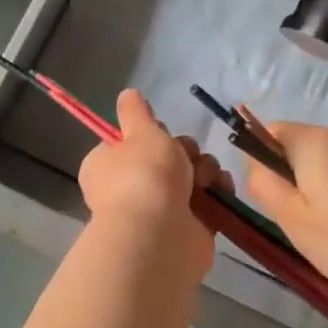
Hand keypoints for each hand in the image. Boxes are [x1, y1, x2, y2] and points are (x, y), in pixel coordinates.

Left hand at [78, 90, 222, 279]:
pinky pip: (209, 199)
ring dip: (205, 170)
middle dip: (184, 151)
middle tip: (184, 157)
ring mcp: (160, 209)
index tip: (159, 132)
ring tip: (203, 179)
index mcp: (107, 165)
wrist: (160, 233)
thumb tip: (127, 94)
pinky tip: (220, 190)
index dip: (150, 134)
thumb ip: (136, 111)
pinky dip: (218, 192)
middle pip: (167, 155)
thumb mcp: (140, 131)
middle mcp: (130, 187)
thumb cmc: (144, 175)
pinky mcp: (188, 226)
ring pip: (192, 174)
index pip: (130, 141)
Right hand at [242, 121, 327, 320]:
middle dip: (291, 181)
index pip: (270, 132)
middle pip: (298, 149)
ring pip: (324, 167)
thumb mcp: (295, 221)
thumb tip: (257, 164)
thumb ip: (266, 186)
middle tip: (300, 226)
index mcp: (316, 140)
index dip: (261, 163)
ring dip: (317, 194)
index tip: (273, 202)